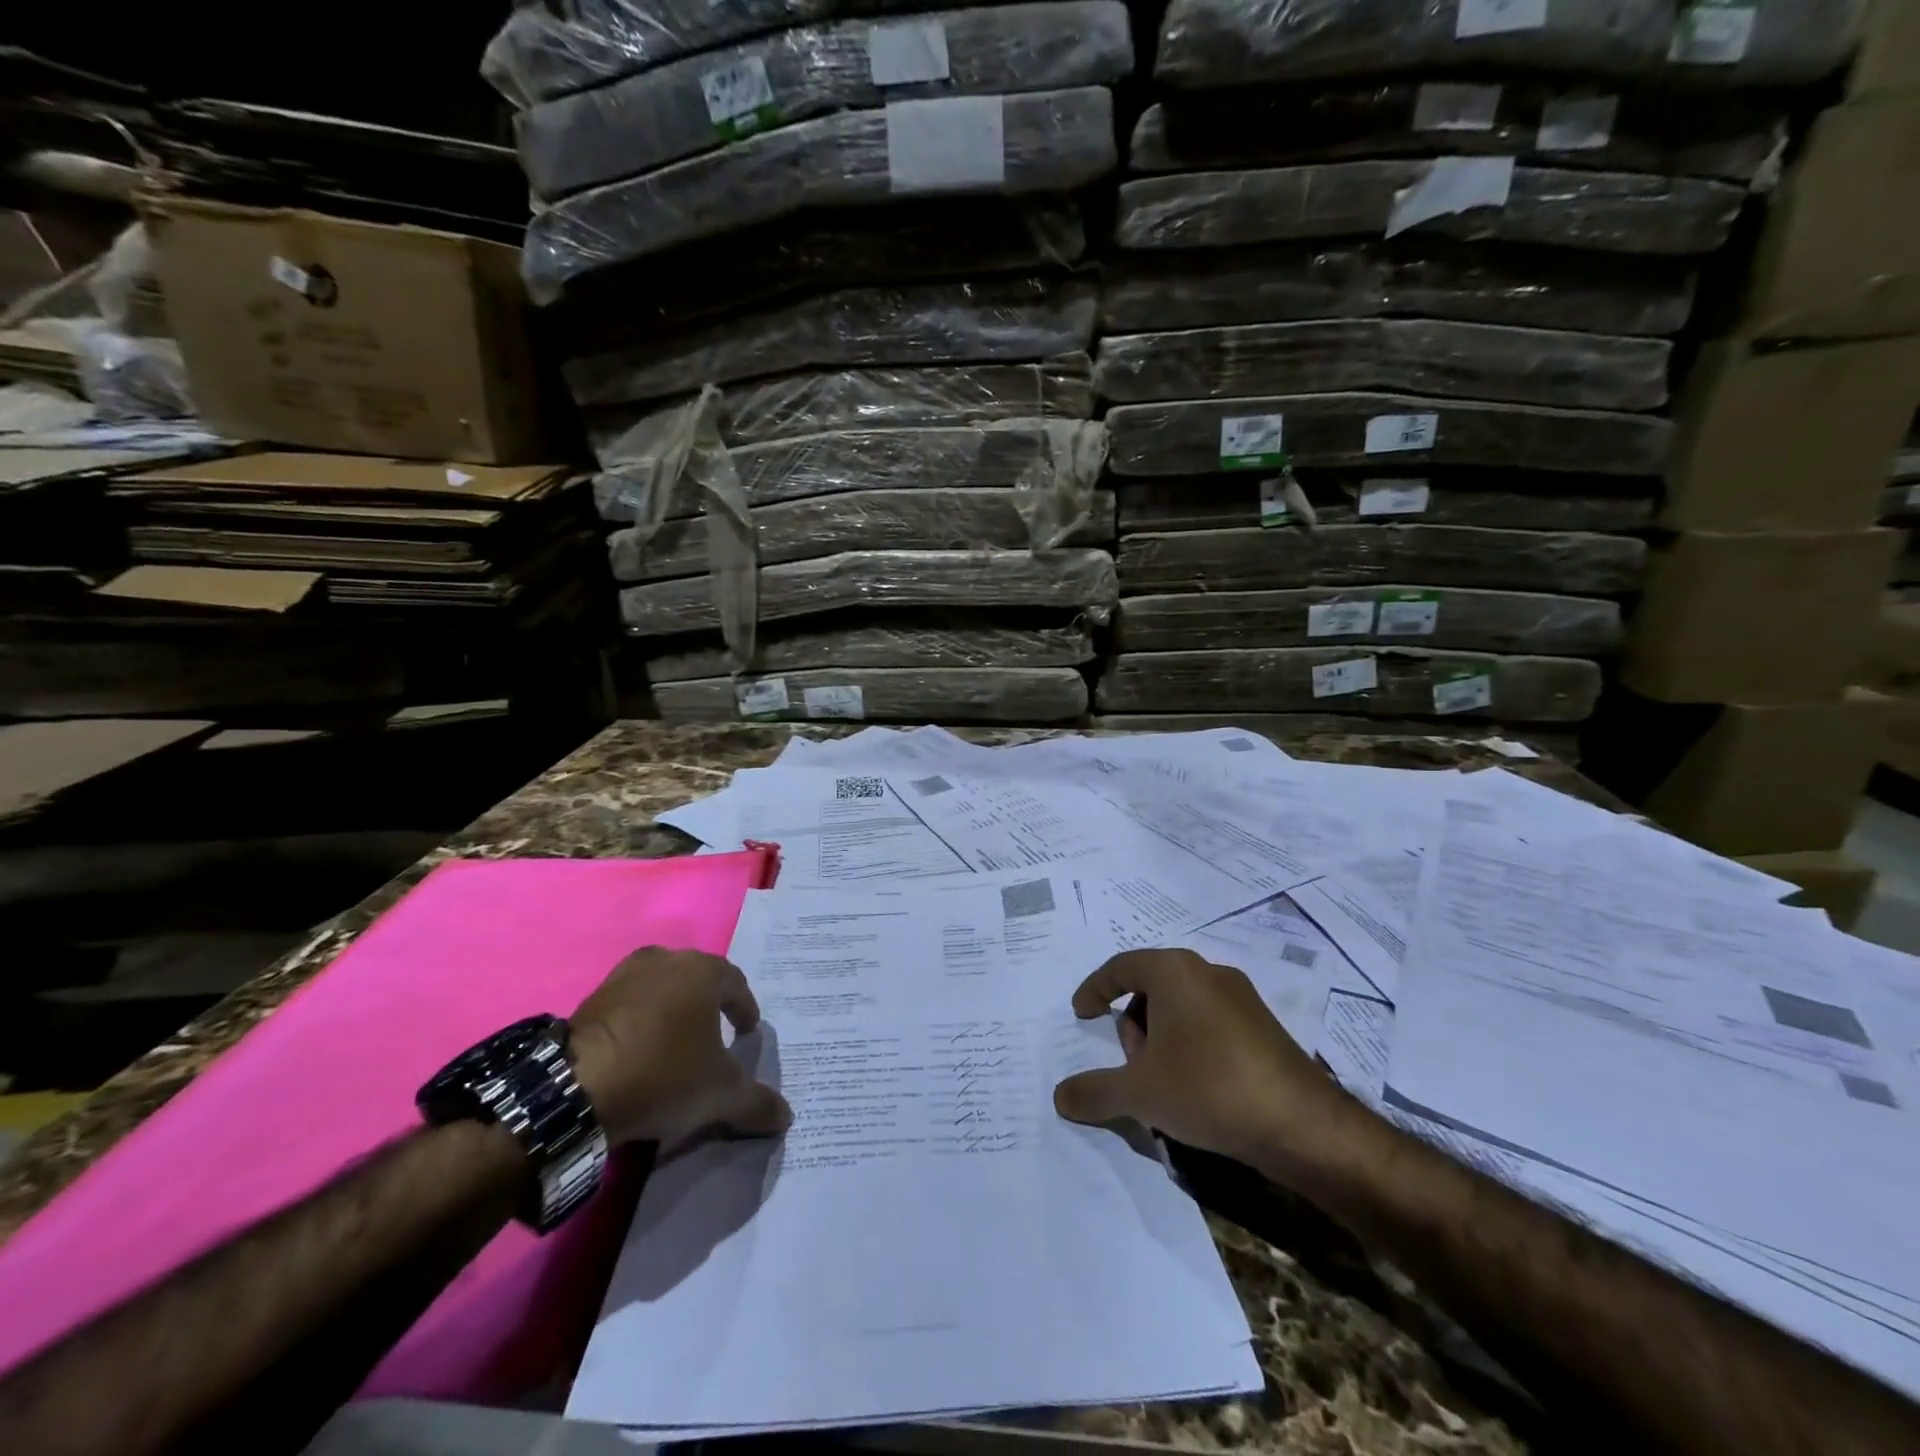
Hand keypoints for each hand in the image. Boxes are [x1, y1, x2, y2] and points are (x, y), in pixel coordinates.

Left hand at [567, 947, 790, 1145]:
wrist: (576, 1089)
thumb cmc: (664, 1075)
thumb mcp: (720, 1095)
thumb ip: (756, 1102)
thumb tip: (786, 1116)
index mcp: (703, 971)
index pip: (736, 984)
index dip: (745, 1009)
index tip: (746, 1033)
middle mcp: (666, 960)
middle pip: (698, 981)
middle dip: (709, 1006)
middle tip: (715, 1036)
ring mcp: (624, 976)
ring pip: (661, 989)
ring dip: (672, 1012)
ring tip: (676, 1044)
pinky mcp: (592, 998)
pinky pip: (630, 1005)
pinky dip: (641, 1022)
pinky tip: (640, 1052)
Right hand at [1051, 948, 1360, 1170]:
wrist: (1302, 1123)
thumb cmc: (1208, 1088)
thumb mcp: (1139, 1092)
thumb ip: (1094, 1091)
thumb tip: (1060, 1097)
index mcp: (1174, 971)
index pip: (1120, 966)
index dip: (1094, 989)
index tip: (1081, 1014)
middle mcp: (1207, 971)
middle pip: (1151, 986)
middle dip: (1132, 1024)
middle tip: (1131, 1065)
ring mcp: (1241, 996)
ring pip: (1182, 1006)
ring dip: (1161, 1037)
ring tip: (1163, 1084)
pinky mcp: (1264, 1024)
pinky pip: (1210, 1022)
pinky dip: (1191, 1045)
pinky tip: (1196, 1088)